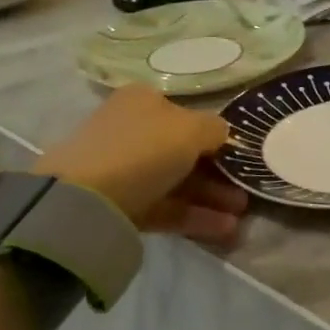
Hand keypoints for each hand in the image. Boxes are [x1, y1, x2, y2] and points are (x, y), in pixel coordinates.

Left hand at [33, 85, 247, 244]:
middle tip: (246, 189)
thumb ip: (216, 128)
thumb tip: (221, 134)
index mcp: (144, 101)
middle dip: (218, 172)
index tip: (240, 156)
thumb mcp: (192, 129)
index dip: (216, 136)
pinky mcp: (119, 204)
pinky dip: (193, 216)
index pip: (187, 115)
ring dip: (211, 197)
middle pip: (183, 151)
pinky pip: (163, 206)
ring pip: (175, 181)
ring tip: (241, 215)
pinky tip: (224, 229)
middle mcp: (131, 129)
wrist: (84, 200)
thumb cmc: (144, 150)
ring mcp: (122, 168)